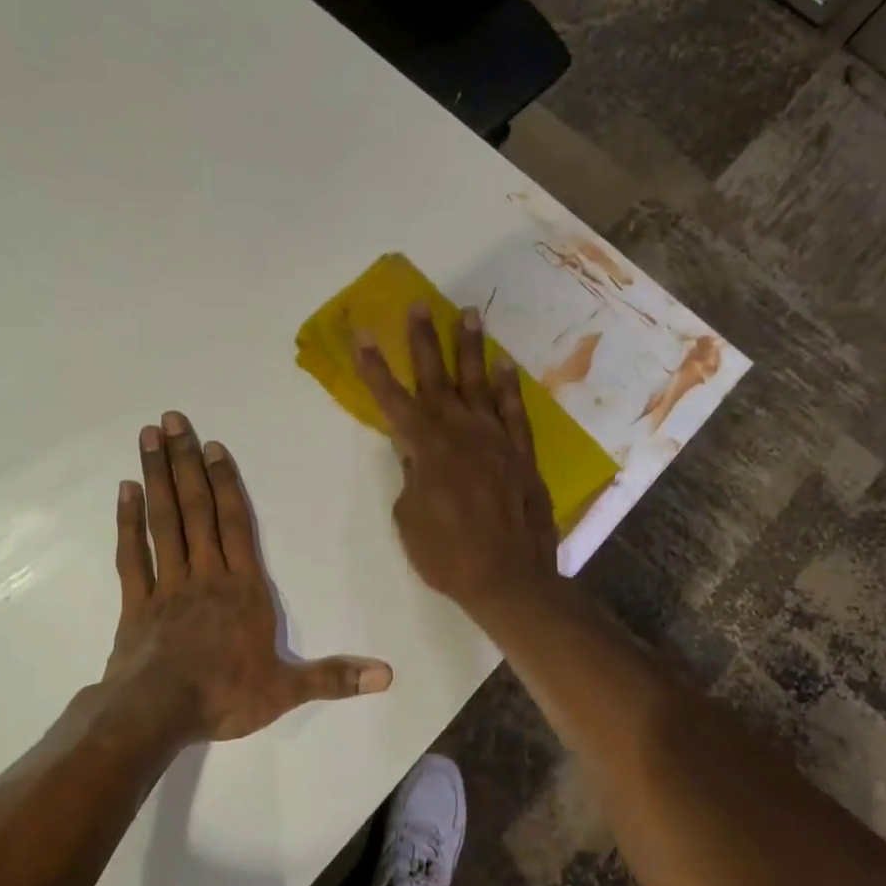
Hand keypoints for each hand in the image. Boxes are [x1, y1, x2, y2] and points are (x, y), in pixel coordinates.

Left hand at [105, 410, 392, 741]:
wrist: (157, 714)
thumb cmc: (224, 696)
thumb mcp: (285, 691)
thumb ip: (334, 677)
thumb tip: (388, 675)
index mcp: (242, 588)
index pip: (236, 524)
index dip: (225, 483)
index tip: (211, 446)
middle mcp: (205, 574)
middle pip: (196, 509)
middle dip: (185, 463)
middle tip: (171, 419)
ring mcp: (167, 585)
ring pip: (163, 521)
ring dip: (156, 477)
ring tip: (147, 438)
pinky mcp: (136, 602)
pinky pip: (132, 555)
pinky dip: (128, 522)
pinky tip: (124, 490)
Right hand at [355, 304, 562, 617]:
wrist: (509, 580)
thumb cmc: (447, 556)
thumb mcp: (409, 519)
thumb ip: (412, 477)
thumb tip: (417, 456)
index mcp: (426, 449)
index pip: (392, 400)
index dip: (374, 367)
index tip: (363, 333)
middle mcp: (461, 433)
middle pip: (437, 379)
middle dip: (424, 340)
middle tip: (419, 305)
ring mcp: (495, 440)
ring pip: (479, 384)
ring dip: (470, 348)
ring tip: (468, 314)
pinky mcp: (522, 454)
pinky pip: (514, 412)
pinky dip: (508, 387)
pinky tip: (504, 365)